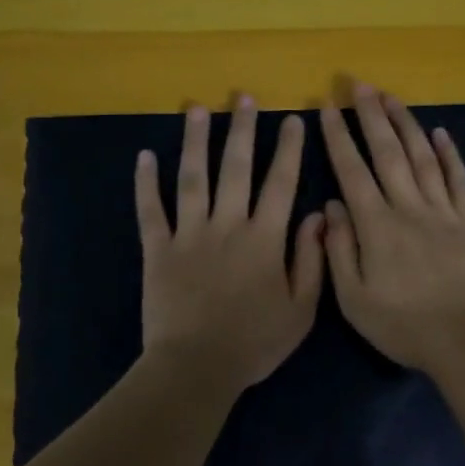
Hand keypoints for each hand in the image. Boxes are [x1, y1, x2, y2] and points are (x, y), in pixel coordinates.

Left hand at [136, 97, 325, 392]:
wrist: (197, 367)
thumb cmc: (255, 342)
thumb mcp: (301, 310)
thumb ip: (312, 260)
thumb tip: (320, 215)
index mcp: (264, 238)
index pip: (280, 183)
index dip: (288, 149)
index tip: (292, 119)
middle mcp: (227, 225)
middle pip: (235, 168)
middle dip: (241, 129)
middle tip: (243, 98)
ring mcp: (189, 234)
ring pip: (192, 178)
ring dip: (195, 141)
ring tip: (197, 109)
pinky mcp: (158, 249)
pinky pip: (150, 210)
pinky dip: (146, 183)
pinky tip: (145, 156)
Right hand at [319, 83, 464, 373]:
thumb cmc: (403, 324)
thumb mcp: (354, 298)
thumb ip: (339, 249)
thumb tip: (332, 204)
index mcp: (376, 225)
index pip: (352, 170)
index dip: (338, 137)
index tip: (328, 107)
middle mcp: (409, 207)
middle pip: (388, 153)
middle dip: (372, 116)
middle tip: (360, 85)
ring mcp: (444, 212)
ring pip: (423, 158)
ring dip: (407, 124)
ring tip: (393, 98)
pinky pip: (459, 180)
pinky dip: (450, 155)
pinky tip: (441, 134)